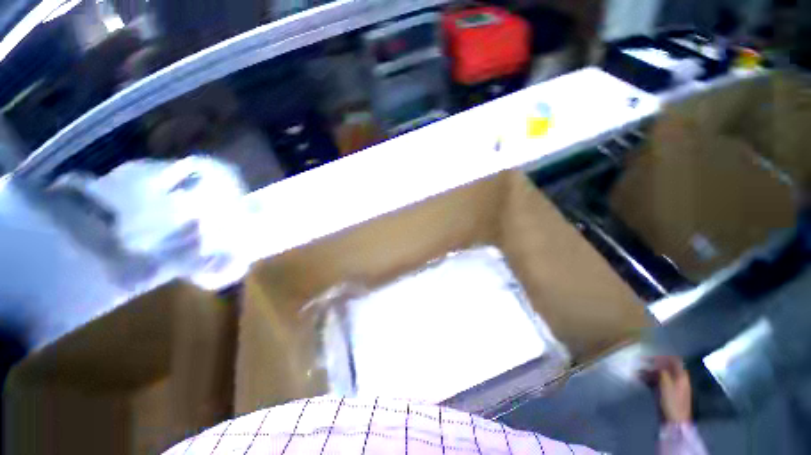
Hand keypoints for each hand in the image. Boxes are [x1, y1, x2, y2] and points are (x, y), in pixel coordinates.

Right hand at [643, 356, 692, 423]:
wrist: (675, 420)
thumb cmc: (673, 402)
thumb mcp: (667, 386)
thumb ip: (663, 373)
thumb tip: (657, 365)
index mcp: (681, 376)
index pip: (674, 361)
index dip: (664, 356)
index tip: (652, 354)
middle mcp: (676, 379)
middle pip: (665, 367)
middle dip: (653, 364)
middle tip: (640, 361)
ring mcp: (670, 386)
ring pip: (658, 374)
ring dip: (648, 371)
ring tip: (637, 370)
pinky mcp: (664, 392)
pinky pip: (655, 382)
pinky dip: (647, 379)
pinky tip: (639, 378)